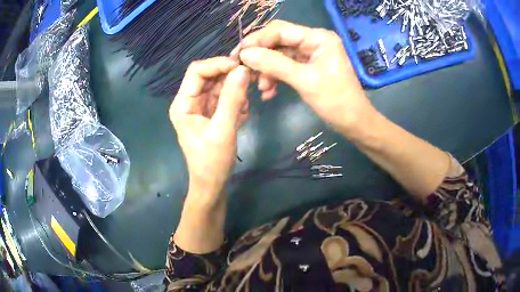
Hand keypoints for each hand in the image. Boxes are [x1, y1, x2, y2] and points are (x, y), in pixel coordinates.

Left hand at [169, 57, 249, 208]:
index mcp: (183, 103)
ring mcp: (201, 107)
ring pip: (219, 86)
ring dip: (235, 91)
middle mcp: (190, 101)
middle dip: (230, 76)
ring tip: (244, 107)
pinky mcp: (211, 114)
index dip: (218, 64)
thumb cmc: (212, 161)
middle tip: (251, 81)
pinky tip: (241, 116)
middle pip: (210, 76)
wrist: (212, 184)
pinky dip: (236, 102)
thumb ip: (232, 98)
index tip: (241, 68)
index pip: (197, 71)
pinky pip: (225, 98)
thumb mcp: (223, 129)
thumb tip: (243, 70)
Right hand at [237, 20, 376, 134]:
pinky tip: (268, 92)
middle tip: (243, 68)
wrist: (353, 123)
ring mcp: (311, 54)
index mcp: (318, 38)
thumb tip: (245, 54)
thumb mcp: (304, 81)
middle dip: (261, 55)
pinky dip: (276, 77)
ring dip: (267, 70)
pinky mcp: (308, 67)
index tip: (239, 54)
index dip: (258, 40)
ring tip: (260, 87)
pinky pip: (286, 67)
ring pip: (280, 55)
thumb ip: (274, 64)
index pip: (280, 31)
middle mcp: (314, 41)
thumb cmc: (335, 101)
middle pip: (279, 41)